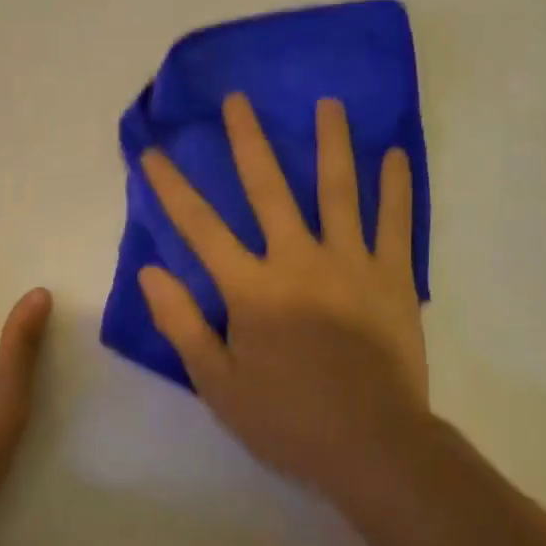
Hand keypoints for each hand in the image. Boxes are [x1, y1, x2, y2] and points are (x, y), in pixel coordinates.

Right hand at [138, 94, 429, 497]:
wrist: (372, 445)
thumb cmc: (287, 419)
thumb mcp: (218, 383)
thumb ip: (183, 324)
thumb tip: (150, 272)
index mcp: (252, 289)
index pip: (200, 228)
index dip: (172, 188)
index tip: (152, 152)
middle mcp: (298, 261)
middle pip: (269, 190)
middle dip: (248, 142)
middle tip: (238, 100)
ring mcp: (351, 264)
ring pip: (339, 191)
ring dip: (331, 144)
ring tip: (328, 104)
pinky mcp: (393, 278)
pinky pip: (395, 224)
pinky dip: (396, 188)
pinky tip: (395, 155)